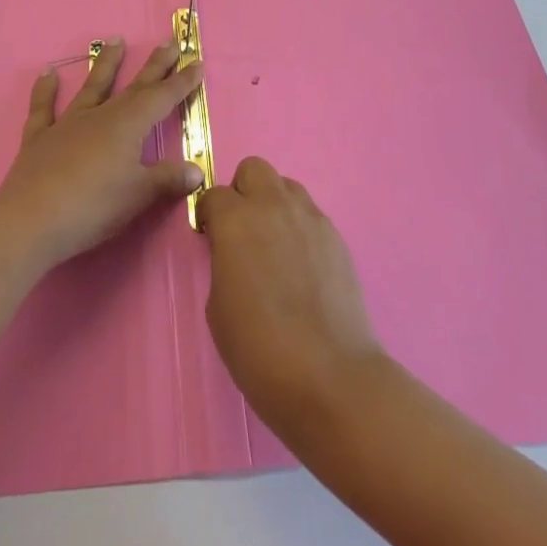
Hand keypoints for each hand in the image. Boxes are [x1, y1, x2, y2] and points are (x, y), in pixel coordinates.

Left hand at [0, 39, 205, 269]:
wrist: (30, 220)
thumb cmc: (92, 207)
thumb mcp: (138, 196)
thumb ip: (167, 180)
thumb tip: (196, 170)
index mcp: (127, 126)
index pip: (161, 98)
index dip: (181, 82)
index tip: (196, 62)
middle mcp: (99, 117)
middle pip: (133, 87)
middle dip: (154, 66)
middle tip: (169, 43)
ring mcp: (67, 124)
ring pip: (91, 87)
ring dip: (105, 64)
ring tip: (115, 40)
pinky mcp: (39, 139)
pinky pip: (43, 109)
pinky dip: (45, 91)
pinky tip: (47, 74)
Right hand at [199, 157, 386, 437]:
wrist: (330, 376)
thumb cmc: (259, 348)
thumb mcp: (218, 306)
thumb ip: (223, 262)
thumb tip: (235, 253)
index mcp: (237, 220)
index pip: (215, 194)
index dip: (209, 216)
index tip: (210, 239)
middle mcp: (274, 206)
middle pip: (254, 169)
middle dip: (243, 192)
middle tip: (242, 231)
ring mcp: (311, 218)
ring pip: (286, 186)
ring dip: (274, 204)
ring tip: (274, 247)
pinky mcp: (337, 237)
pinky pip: (310, 215)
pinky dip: (299, 228)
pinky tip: (301, 268)